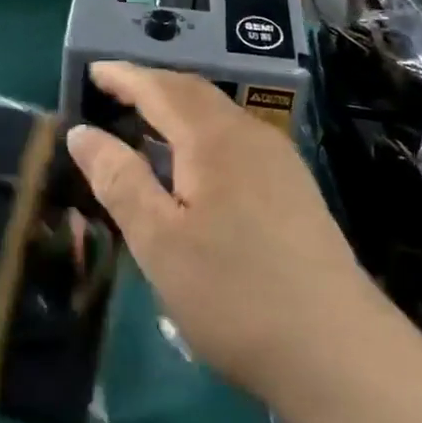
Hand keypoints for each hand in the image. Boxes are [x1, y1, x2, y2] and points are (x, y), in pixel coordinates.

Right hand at [68, 62, 381, 408]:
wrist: (339, 351)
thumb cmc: (234, 294)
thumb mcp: (159, 242)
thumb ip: (119, 180)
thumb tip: (82, 132)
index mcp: (213, 137)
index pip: (160, 87)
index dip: (124, 76)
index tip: (92, 70)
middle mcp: (249, 134)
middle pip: (192, 92)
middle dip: (151, 86)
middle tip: (113, 93)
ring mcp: (278, 159)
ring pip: (218, 115)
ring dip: (178, 109)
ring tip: (146, 125)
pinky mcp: (294, 187)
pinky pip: (235, 138)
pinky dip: (201, 134)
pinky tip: (194, 167)